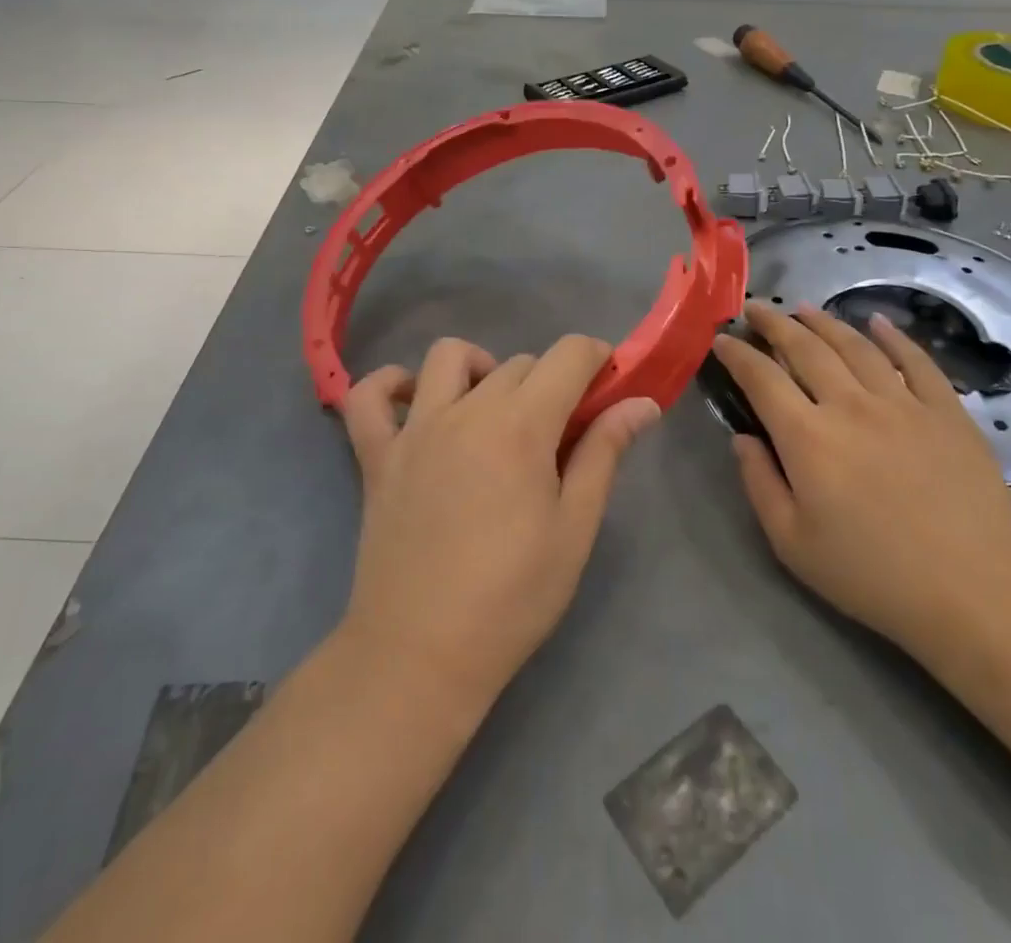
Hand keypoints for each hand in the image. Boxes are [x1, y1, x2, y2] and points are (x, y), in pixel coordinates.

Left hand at [336, 335, 659, 714]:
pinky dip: (389, 385)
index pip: (568, 355)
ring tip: (493, 410)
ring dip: (480, 367)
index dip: (597, 358)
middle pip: (519, 362)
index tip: (607, 385)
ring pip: (448, 357)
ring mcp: (415, 429)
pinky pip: (367, 396)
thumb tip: (643, 403)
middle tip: (560, 431)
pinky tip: (414, 404)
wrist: (421, 654)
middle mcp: (466, 410)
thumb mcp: (574, 528)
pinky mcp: (377, 454)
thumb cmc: (512, 597)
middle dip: (551, 381)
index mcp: (521, 425)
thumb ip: (605, 453)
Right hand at [712, 302, 1010, 654]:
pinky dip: (894, 336)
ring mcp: (904, 403)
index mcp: (808, 437)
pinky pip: (917, 361)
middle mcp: (851, 405)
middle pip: (805, 348)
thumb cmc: (874, 576)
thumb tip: (742, 439)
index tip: (722, 339)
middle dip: (775, 324)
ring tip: (805, 308)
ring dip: (825, 322)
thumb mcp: (793, 544)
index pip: (761, 378)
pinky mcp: (947, 412)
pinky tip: (879, 322)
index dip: (738, 354)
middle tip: (756, 309)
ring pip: (856, 346)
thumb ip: (759, 484)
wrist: (976, 595)